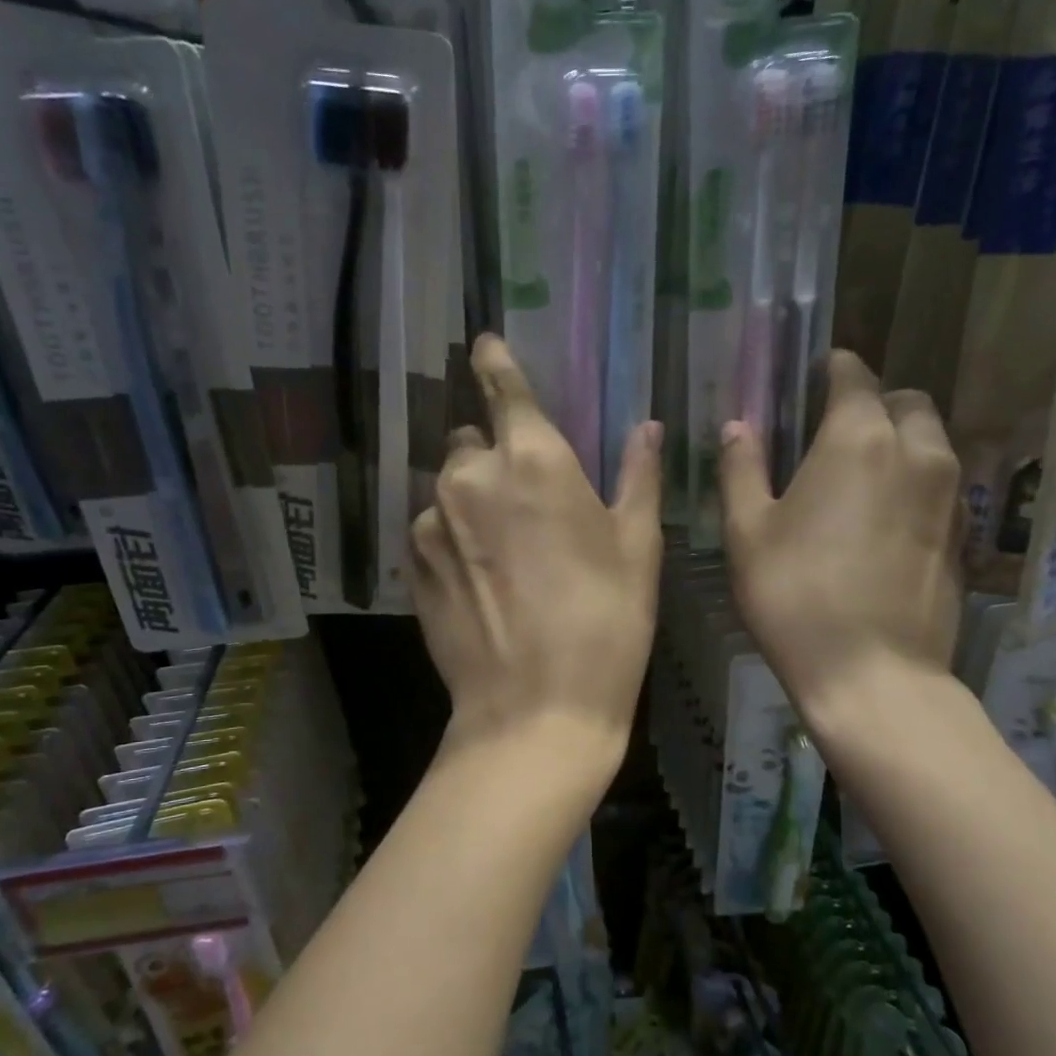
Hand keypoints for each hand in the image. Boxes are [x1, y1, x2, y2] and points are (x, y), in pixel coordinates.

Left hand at [411, 335, 662, 759]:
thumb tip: (646, 428)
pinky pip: (431, 530)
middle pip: (472, 442)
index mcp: (533, 460)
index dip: (495, 363)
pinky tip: (480, 582)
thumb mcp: (637, 548)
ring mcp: (431, 521)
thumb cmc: (605, 624)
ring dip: (472, 503)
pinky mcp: (410, 564)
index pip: (503, 388)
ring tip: (505, 555)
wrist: (535, 710)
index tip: (483, 344)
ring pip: (449, 489)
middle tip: (527, 504)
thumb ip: (636, 476)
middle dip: (494, 457)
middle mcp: (470, 476)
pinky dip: (452, 539)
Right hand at [720, 351, 962, 716]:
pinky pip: (943, 482)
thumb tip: (738, 426)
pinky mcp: (964, 532)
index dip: (832, 368)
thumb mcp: (747, 532)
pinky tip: (885, 515)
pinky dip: (917, 479)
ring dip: (900, 439)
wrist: (872, 673)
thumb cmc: (794, 596)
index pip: (854, 375)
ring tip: (862, 473)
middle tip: (836, 430)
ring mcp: (949, 493)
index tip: (813, 375)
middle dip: (874, 401)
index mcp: (858, 438)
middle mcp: (916, 451)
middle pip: (905, 400)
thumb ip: (742, 468)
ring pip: (931, 439)